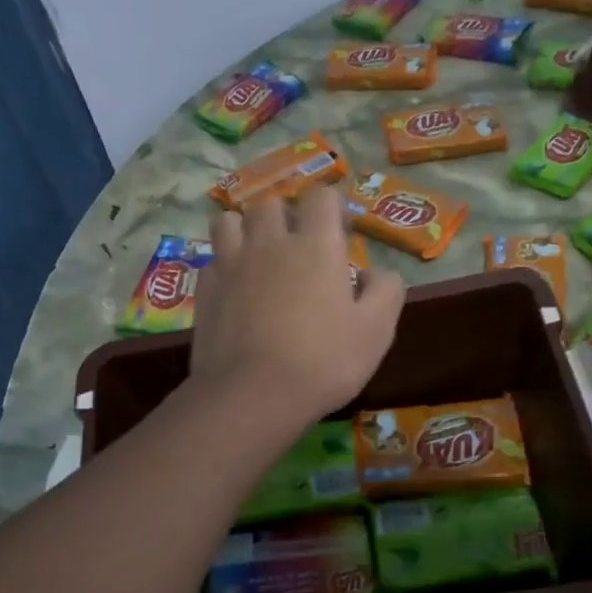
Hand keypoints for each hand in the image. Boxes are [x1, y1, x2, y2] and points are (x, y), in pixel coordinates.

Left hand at [193, 185, 404, 431]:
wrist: (253, 395)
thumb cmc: (324, 361)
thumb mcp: (377, 330)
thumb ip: (386, 291)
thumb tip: (373, 272)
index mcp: (315, 245)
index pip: (321, 197)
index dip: (332, 209)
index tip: (340, 234)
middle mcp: (270, 243)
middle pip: (272, 204)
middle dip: (287, 217)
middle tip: (298, 247)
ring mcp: (231, 263)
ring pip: (231, 221)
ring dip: (246, 230)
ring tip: (258, 256)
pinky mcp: (205, 289)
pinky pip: (213, 259)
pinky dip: (225, 265)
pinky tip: (235, 288)